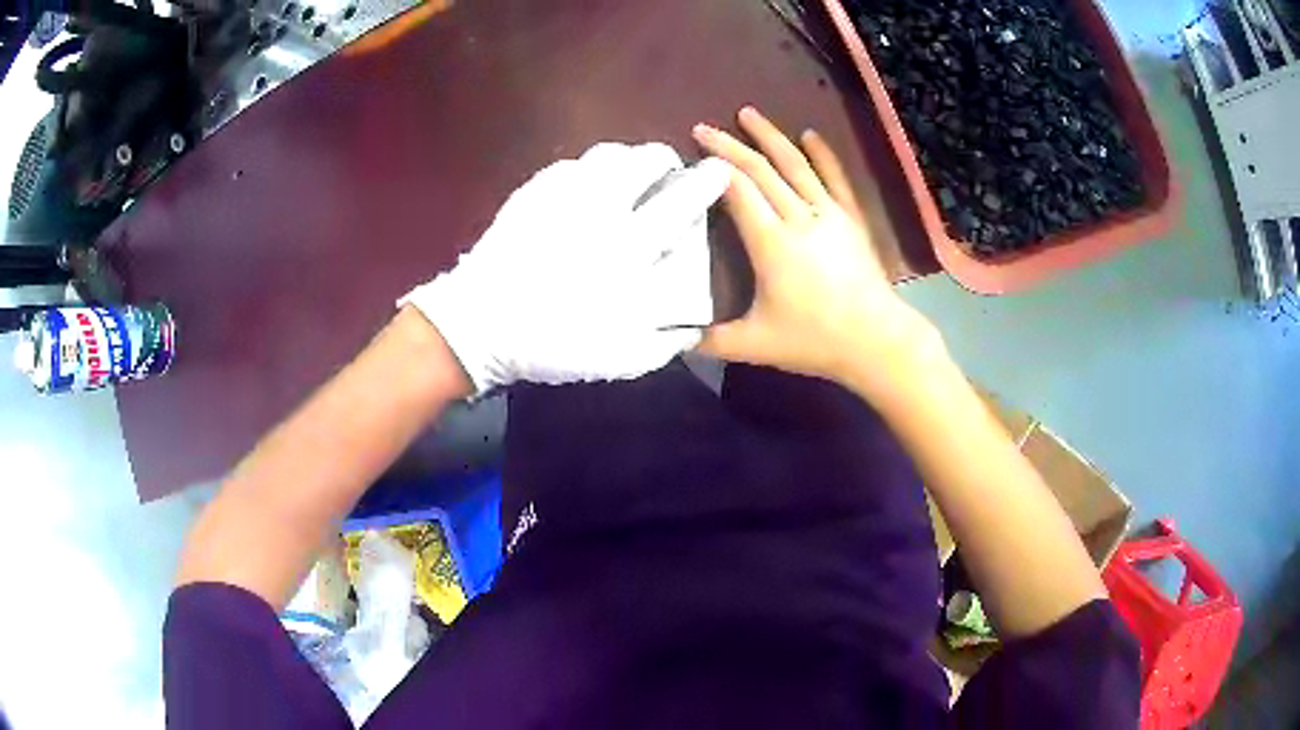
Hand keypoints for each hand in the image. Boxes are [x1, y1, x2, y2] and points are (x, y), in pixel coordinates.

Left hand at [402, 143, 730, 393]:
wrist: (479, 325)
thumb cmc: (550, 343)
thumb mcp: (617, 359)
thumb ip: (663, 342)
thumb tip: (693, 325)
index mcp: (628, 248)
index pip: (680, 201)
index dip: (706, 182)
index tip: (718, 172)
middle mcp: (601, 210)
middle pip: (644, 160)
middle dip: (665, 160)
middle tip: (668, 172)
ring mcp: (562, 195)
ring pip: (607, 154)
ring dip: (627, 159)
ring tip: (628, 175)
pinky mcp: (532, 192)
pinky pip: (570, 165)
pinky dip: (587, 170)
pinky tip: (584, 188)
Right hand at [692, 107, 940, 393]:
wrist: (877, 340)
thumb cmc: (815, 341)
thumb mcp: (756, 345)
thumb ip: (711, 340)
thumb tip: (673, 336)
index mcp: (771, 243)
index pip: (737, 191)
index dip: (713, 168)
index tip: (692, 154)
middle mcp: (799, 217)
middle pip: (760, 170)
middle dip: (730, 146)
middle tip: (704, 128)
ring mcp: (829, 214)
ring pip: (795, 164)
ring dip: (770, 136)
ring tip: (748, 113)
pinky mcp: (852, 219)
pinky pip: (834, 178)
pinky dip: (822, 154)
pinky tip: (809, 134)